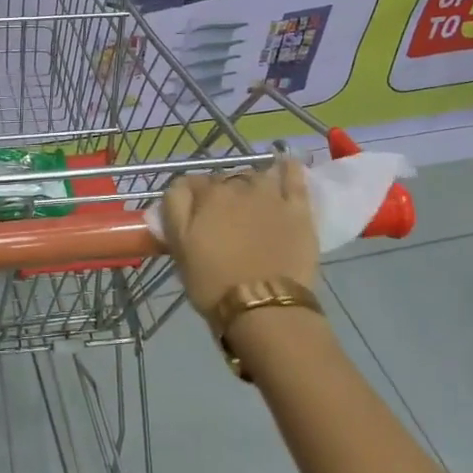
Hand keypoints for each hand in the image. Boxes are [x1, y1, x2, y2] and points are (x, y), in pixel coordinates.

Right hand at [162, 154, 317, 318]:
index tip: (191, 217)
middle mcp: (238, 187)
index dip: (190, 199)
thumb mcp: (179, 247)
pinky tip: (286, 164)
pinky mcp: (298, 209)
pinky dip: (289, 168)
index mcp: (207, 196)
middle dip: (220, 193)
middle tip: (221, 218)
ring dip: (250, 182)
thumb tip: (179, 187)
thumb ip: (174, 210)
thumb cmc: (213, 282)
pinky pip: (295, 178)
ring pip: (256, 175)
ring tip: (251, 198)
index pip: (191, 183)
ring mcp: (271, 196)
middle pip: (224, 180)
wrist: (264, 307)